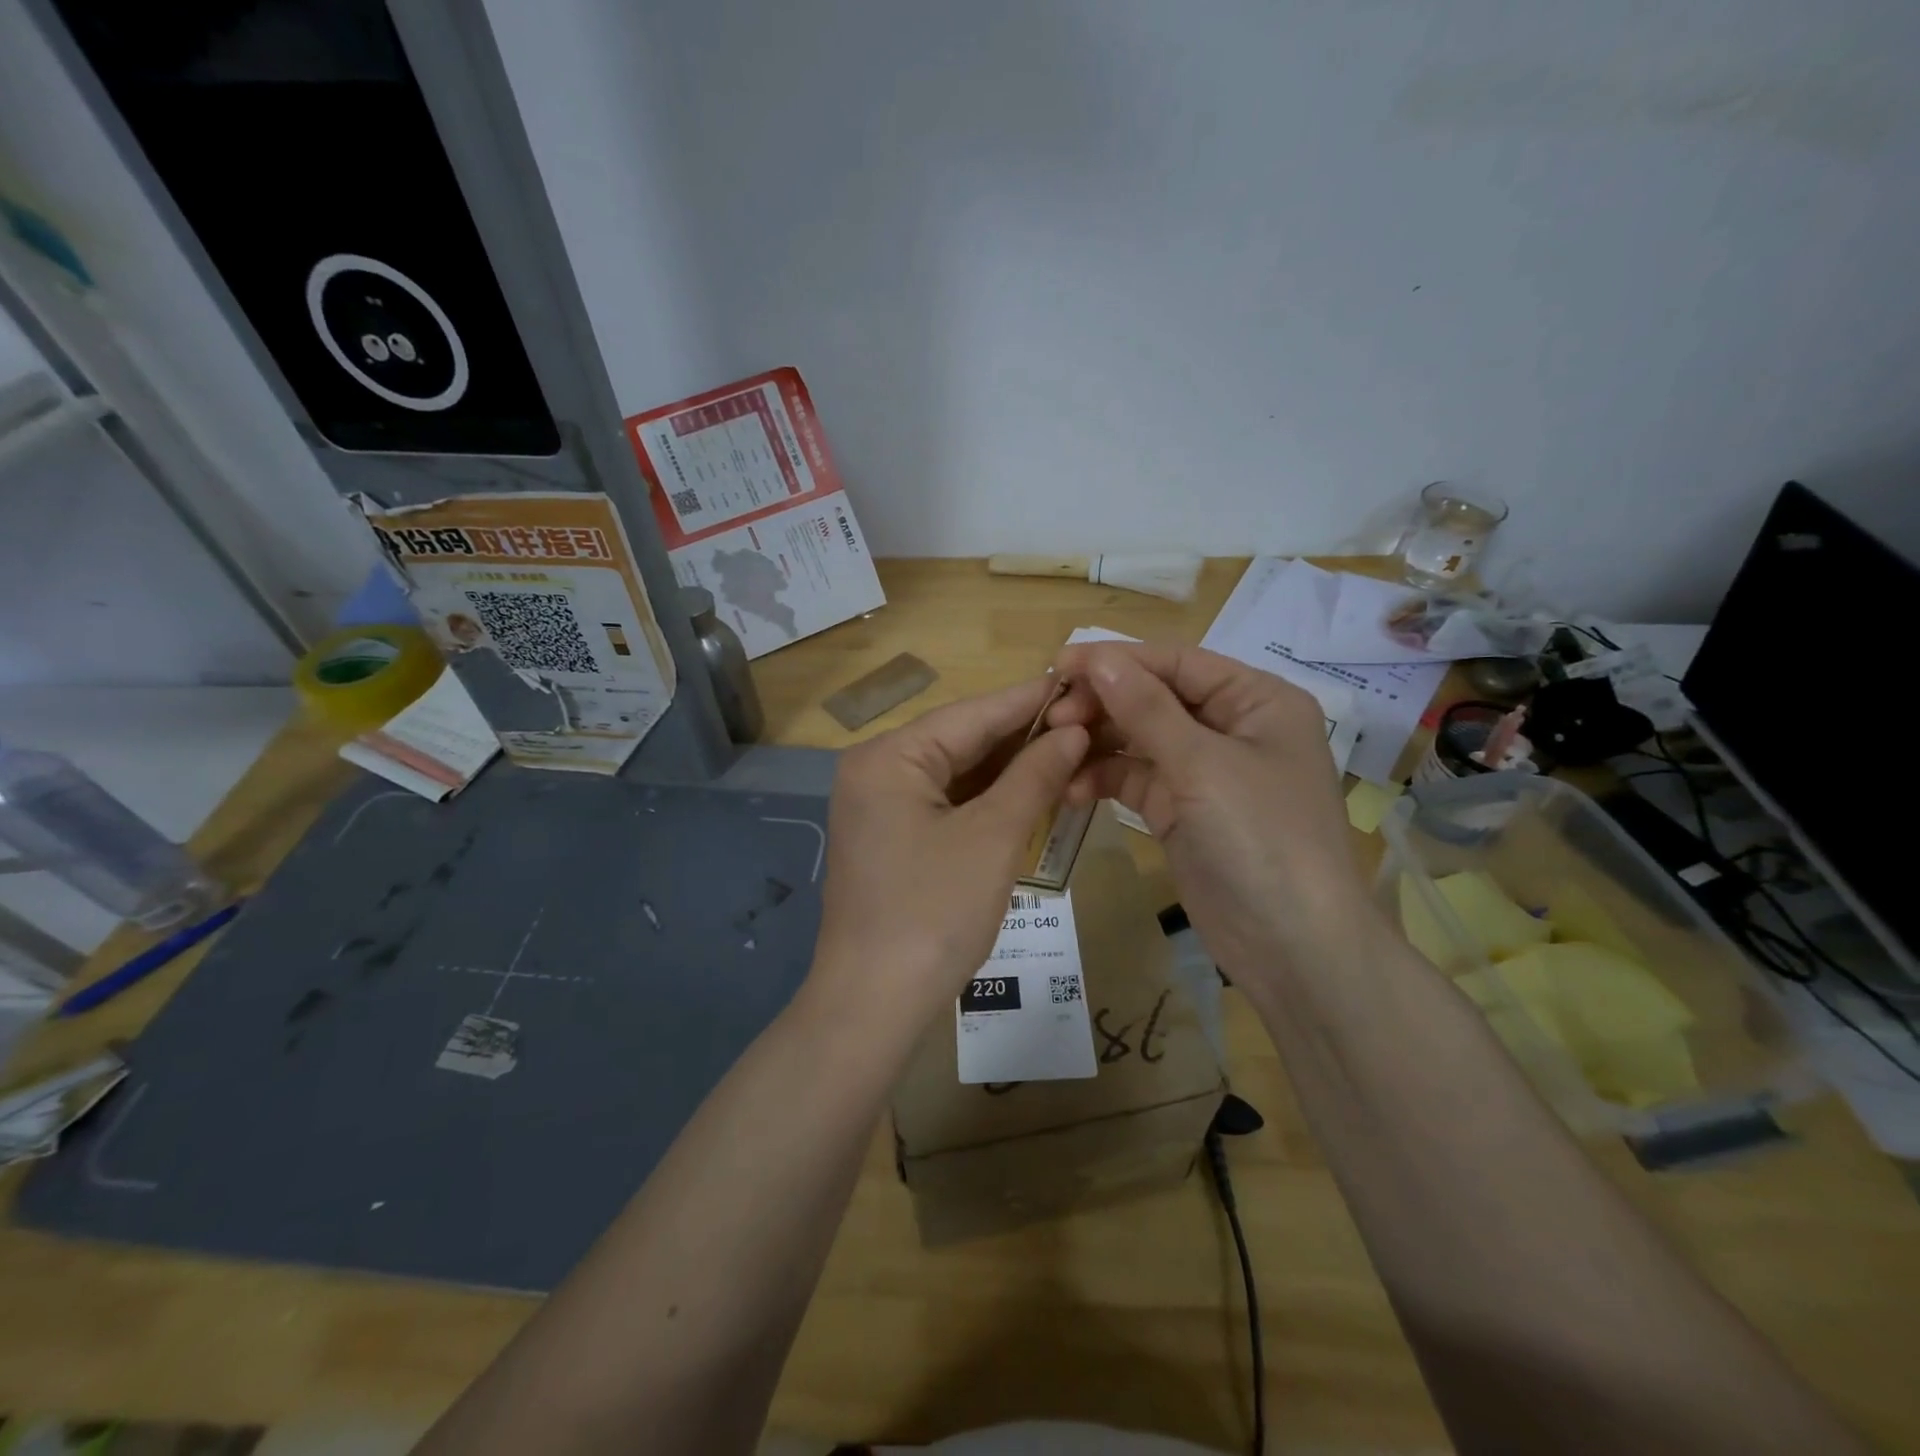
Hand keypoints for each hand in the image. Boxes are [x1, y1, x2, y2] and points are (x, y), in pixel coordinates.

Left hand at [810, 678, 1088, 1020]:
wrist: (874, 1006)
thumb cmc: (933, 914)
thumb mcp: (993, 838)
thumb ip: (1034, 776)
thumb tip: (1073, 732)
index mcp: (888, 757)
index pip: (972, 714)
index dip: (1031, 701)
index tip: (1083, 682)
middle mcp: (877, 771)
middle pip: (962, 740)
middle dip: (1025, 737)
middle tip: (1089, 722)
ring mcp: (881, 807)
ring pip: (958, 774)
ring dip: (1011, 769)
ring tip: (1073, 751)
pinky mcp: (893, 838)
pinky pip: (947, 804)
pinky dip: (988, 800)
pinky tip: (1033, 791)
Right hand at [1046, 642, 1371, 983]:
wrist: (1292, 947)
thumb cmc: (1261, 838)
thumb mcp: (1202, 765)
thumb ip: (1146, 708)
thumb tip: (1098, 657)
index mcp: (1256, 701)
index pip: (1177, 663)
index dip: (1118, 660)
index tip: (1058, 665)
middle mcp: (1231, 728)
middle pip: (1155, 698)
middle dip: (1103, 705)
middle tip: (1052, 717)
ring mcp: (1205, 772)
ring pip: (1139, 740)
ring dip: (1097, 744)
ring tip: (1055, 752)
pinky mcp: (1182, 811)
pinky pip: (1135, 780)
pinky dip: (1105, 780)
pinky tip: (1074, 791)